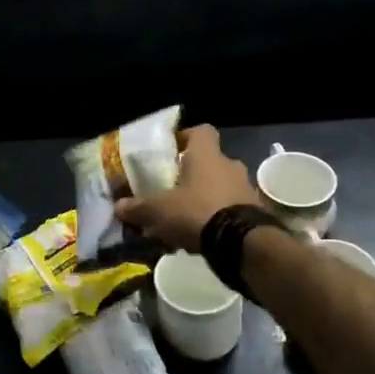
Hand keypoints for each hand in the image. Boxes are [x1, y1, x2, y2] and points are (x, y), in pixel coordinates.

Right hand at [113, 124, 258, 253]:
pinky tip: (202, 235)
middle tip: (173, 190)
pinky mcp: (256, 212)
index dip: (185, 138)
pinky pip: (231, 208)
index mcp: (207, 155)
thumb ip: (137, 207)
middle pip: (209, 161)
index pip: (201, 131)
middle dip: (192, 174)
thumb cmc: (197, 212)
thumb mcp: (158, 210)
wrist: (243, 243)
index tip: (171, 151)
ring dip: (206, 197)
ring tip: (185, 218)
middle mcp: (230, 165)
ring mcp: (246, 189)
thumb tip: (118, 206)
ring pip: (221, 186)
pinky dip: (218, 217)